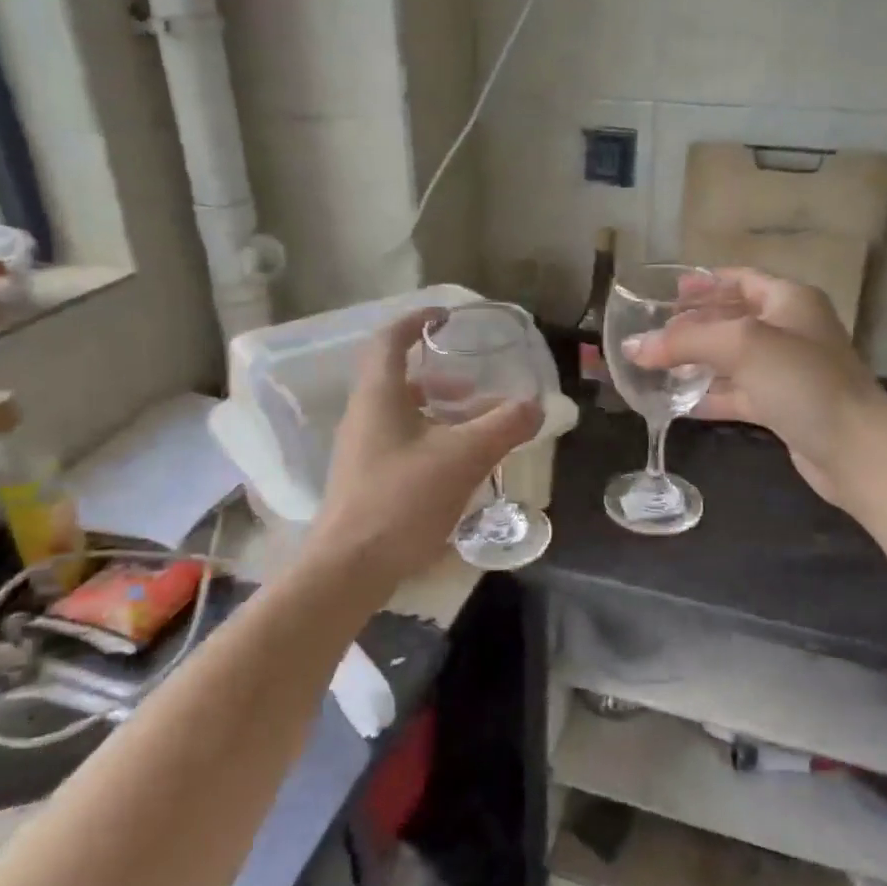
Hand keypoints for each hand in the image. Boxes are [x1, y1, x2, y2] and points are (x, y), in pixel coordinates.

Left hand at [310, 310, 541, 581]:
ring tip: (474, 425)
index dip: (417, 321)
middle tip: (473, 385)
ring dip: (437, 410)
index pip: (389, 340)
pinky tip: (457, 464)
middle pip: (397, 378)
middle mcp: (363, 415)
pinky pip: (400, 441)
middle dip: (439, 376)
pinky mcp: (366, 478)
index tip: (446, 317)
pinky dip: (430, 437)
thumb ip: (504, 426)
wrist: (351, 567)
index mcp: (379, 396)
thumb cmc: (403, 499)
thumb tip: (535, 406)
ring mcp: (361, 449)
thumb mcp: (464, 457)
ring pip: (401, 413)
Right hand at [629, 269, 886, 506]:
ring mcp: (786, 372)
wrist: (855, 450)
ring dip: (696, 362)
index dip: (704, 283)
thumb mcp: (742, 346)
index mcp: (788, 301)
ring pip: (731, 360)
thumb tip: (633, 346)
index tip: (666, 293)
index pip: (740, 279)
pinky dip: (709, 396)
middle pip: (732, 319)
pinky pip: (737, 394)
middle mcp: (789, 330)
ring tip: (653, 366)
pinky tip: (676, 403)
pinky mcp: (781, 408)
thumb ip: (685, 341)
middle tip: (651, 332)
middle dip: (692, 325)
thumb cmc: (803, 382)